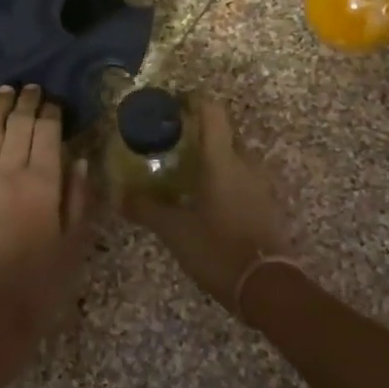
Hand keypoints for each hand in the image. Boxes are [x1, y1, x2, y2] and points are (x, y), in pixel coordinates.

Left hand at [0, 85, 92, 346]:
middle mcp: (9, 172)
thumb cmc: (41, 282)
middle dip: (25, 102)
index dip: (50, 112)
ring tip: (4, 91)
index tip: (54, 99)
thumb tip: (80, 158)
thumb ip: (79, 197)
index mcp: (43, 182)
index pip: (47, 132)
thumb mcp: (75, 243)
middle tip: (31, 87)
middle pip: (17, 125)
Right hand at [121, 96, 286, 311]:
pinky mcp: (269, 205)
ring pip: (236, 158)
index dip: (193, 100)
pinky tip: (208, 199)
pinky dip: (227, 180)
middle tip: (172, 144)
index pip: (212, 111)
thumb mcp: (174, 230)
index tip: (173, 103)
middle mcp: (246, 163)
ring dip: (214, 158)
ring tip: (188, 172)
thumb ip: (146, 209)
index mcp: (222, 160)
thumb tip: (120, 196)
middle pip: (224, 133)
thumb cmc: (218, 249)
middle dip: (199, 133)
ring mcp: (261, 184)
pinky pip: (245, 180)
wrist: (268, 287)